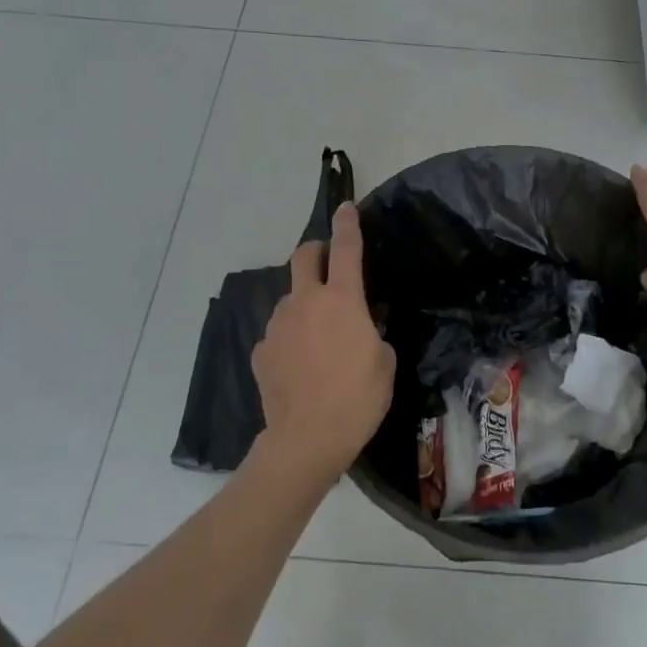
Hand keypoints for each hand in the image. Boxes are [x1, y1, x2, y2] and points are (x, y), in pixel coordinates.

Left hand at [251, 202, 396, 481]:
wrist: (307, 439)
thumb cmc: (358, 398)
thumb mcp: (385, 361)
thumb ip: (373, 332)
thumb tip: (362, 324)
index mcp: (342, 300)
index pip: (346, 248)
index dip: (347, 224)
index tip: (346, 208)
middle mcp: (305, 302)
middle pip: (304, 256)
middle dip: (316, 250)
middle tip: (327, 262)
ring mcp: (278, 324)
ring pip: (290, 298)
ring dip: (304, 303)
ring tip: (318, 336)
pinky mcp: (261, 350)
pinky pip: (279, 332)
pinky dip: (291, 337)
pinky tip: (300, 365)